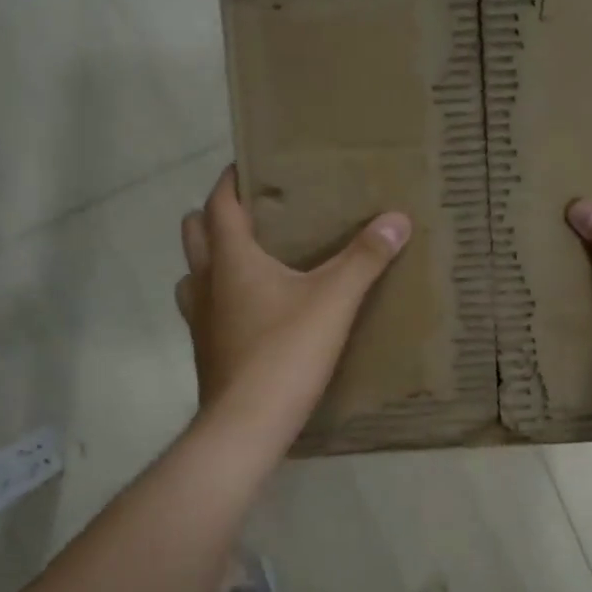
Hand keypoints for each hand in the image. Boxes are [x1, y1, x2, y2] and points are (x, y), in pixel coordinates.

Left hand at [176, 166, 410, 450]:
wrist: (246, 426)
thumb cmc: (285, 353)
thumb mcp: (334, 301)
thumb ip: (364, 258)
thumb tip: (397, 219)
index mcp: (230, 259)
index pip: (218, 203)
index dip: (231, 180)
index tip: (252, 165)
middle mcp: (205, 283)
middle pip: (195, 232)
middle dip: (218, 216)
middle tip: (257, 215)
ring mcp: (200, 320)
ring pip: (194, 273)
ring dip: (213, 259)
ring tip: (253, 261)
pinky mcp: (207, 351)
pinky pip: (205, 309)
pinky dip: (222, 298)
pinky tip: (254, 312)